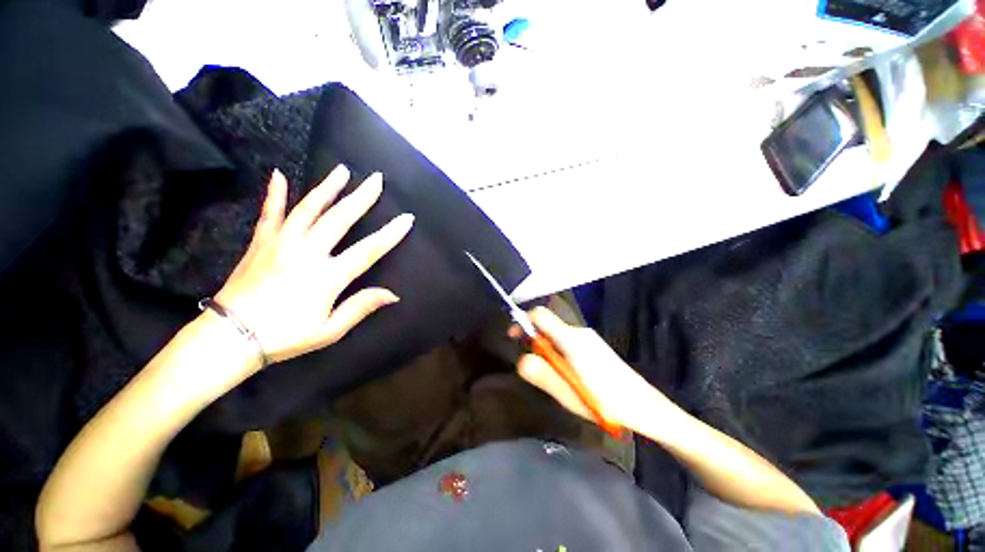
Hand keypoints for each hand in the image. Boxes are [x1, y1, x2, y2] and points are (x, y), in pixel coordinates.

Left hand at [215, 165, 412, 364]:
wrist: (229, 337)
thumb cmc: (284, 336)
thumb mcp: (329, 330)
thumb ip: (360, 307)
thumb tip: (393, 294)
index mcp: (327, 277)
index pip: (368, 250)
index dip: (390, 234)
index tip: (407, 218)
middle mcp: (306, 253)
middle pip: (339, 219)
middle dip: (361, 198)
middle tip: (377, 179)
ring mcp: (281, 243)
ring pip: (308, 209)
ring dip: (328, 188)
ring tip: (342, 170)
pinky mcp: (261, 242)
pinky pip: (270, 213)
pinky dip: (275, 194)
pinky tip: (279, 175)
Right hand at [515, 307, 672, 432]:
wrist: (645, 406)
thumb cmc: (606, 401)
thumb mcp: (568, 393)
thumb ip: (543, 374)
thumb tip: (520, 359)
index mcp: (571, 340)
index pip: (540, 315)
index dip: (522, 321)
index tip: (513, 337)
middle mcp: (579, 332)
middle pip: (547, 325)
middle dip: (534, 340)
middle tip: (534, 366)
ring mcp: (588, 337)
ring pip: (557, 335)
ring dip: (547, 350)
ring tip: (555, 377)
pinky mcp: (593, 345)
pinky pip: (567, 341)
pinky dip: (559, 352)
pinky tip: (569, 374)